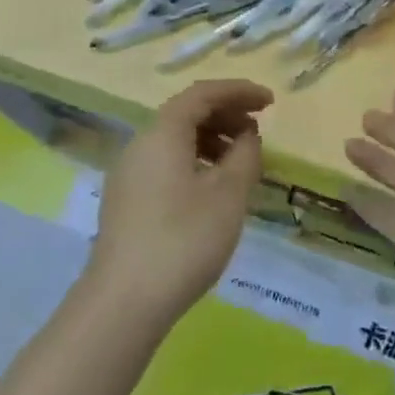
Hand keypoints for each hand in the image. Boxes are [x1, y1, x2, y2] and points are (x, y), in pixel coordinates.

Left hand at [88, 79, 272, 324]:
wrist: (124, 303)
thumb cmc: (183, 240)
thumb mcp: (228, 194)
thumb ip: (245, 155)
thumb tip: (247, 136)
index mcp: (162, 132)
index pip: (203, 93)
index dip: (239, 91)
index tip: (271, 102)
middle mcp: (140, 144)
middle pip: (186, 113)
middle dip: (226, 115)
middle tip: (258, 131)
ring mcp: (128, 173)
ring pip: (174, 140)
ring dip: (211, 140)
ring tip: (241, 162)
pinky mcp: (126, 201)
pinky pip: (165, 163)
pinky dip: (194, 161)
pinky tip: (213, 190)